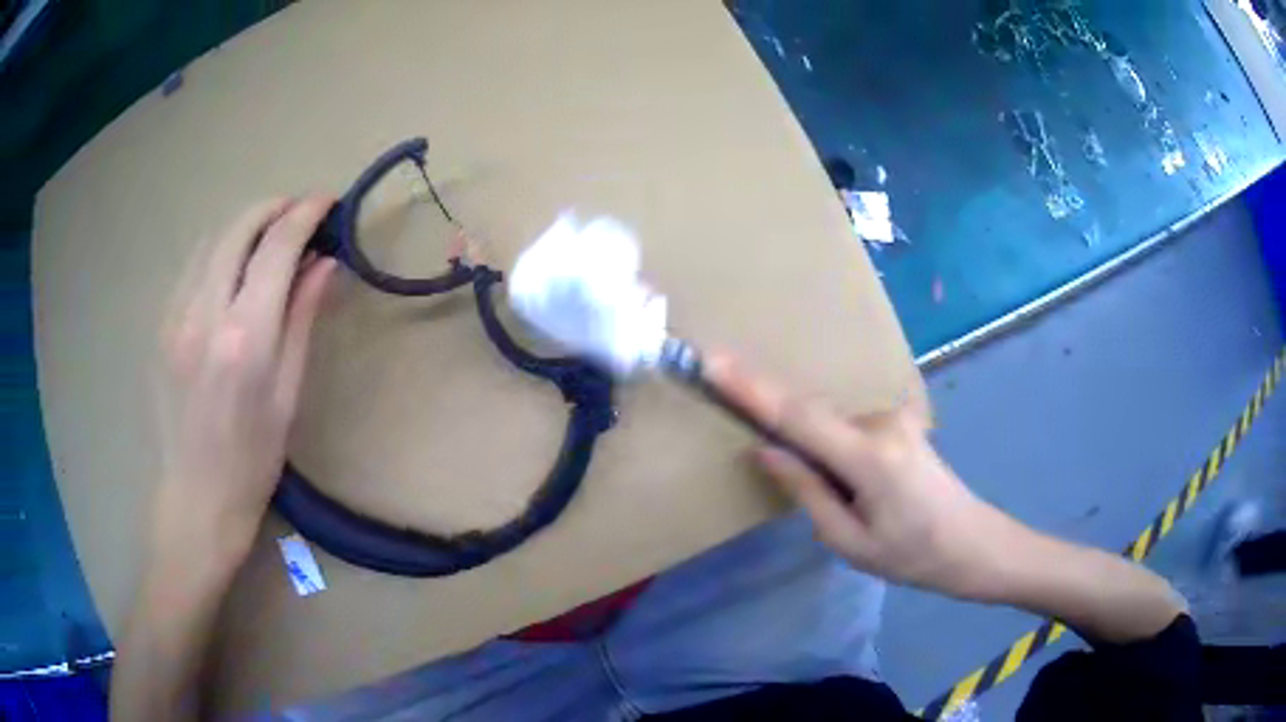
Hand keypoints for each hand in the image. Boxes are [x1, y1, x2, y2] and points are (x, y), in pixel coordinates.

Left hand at [155, 196, 337, 561]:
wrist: (196, 497)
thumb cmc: (253, 460)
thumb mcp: (288, 395)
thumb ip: (301, 319)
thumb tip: (324, 265)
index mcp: (245, 338)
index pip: (276, 248)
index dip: (305, 215)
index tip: (326, 202)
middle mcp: (204, 315)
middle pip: (238, 229)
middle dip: (273, 207)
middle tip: (298, 212)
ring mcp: (175, 317)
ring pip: (210, 240)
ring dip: (243, 225)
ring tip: (267, 236)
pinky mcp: (161, 326)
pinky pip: (190, 267)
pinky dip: (217, 250)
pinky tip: (231, 269)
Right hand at [707, 353, 1031, 601]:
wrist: (974, 543)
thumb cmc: (912, 557)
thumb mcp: (851, 542)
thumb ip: (807, 491)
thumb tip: (767, 450)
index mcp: (869, 458)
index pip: (799, 416)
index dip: (753, 389)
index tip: (715, 361)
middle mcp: (882, 422)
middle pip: (813, 417)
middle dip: (784, 428)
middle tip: (789, 464)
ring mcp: (895, 416)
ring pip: (832, 427)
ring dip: (819, 453)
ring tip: (852, 504)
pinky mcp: (901, 419)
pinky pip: (850, 428)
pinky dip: (836, 449)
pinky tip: (859, 487)